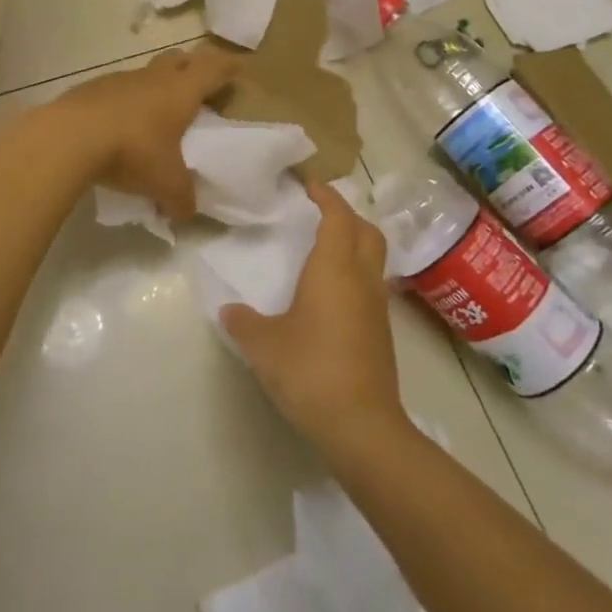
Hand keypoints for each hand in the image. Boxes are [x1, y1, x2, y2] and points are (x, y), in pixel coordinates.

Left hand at [51, 44, 240, 220]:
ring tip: (155, 113)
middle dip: (191, 67)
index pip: (213, 68)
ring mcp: (119, 79)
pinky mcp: (90, 89)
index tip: (238, 68)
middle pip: (179, 58)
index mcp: (180, 92)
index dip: (227, 67)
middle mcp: (153, 78)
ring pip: (145, 73)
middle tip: (198, 86)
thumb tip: (185, 214)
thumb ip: (181, 200)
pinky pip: (116, 89)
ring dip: (154, 85)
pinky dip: (124, 102)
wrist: (69, 137)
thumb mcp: (165, 184)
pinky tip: (118, 125)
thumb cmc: (132, 152)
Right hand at [221, 183, 405, 449]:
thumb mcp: (264, 345)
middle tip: (321, 213)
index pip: (338, 218)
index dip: (327, 197)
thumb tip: (229, 311)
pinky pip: (372, 285)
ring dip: (355, 244)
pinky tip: (333, 293)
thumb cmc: (310, 371)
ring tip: (326, 249)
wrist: (361, 426)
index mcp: (334, 270)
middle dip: (348, 215)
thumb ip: (243, 322)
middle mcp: (362, 280)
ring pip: (374, 259)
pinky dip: (356, 273)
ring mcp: (377, 307)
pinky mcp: (382, 332)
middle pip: (368, 231)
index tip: (310, 185)